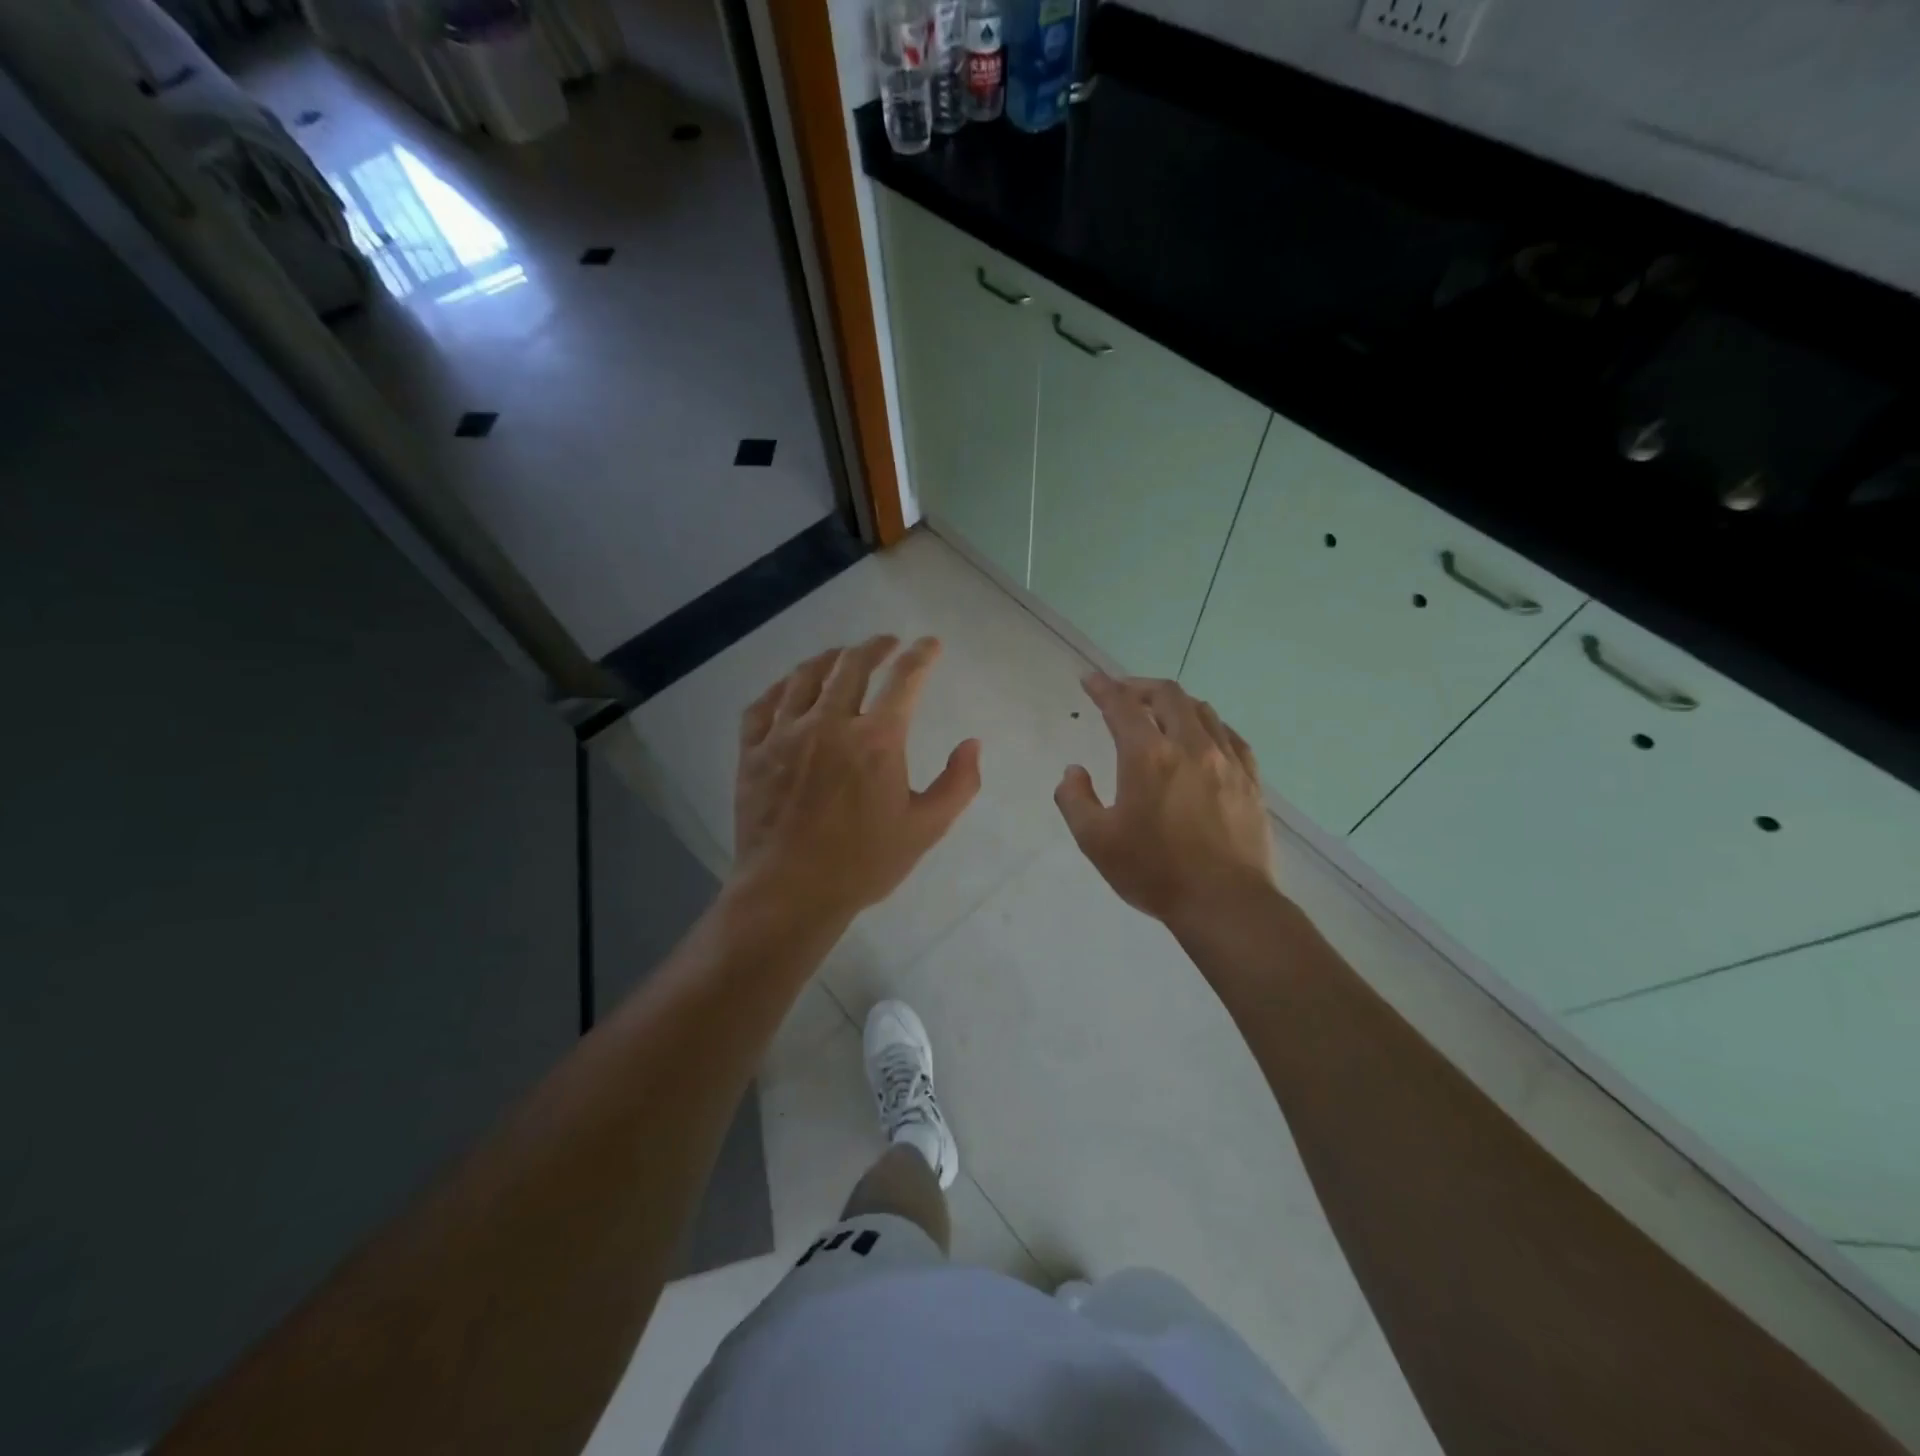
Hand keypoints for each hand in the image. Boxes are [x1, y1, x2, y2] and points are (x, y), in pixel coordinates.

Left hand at [732, 635, 981, 924]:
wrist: (790, 892)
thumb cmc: (863, 863)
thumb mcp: (926, 829)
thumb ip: (958, 784)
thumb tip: (972, 744)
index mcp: (876, 740)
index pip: (904, 680)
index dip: (921, 656)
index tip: (930, 644)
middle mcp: (829, 724)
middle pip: (852, 666)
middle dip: (875, 647)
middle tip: (887, 643)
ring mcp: (785, 735)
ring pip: (805, 677)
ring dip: (829, 659)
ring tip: (840, 655)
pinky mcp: (753, 752)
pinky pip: (763, 705)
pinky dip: (781, 687)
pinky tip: (789, 687)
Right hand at [1054, 673, 1274, 925]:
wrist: (1226, 903)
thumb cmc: (1155, 872)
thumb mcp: (1096, 841)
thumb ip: (1075, 799)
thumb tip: (1074, 771)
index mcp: (1148, 757)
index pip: (1121, 706)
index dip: (1103, 688)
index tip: (1090, 679)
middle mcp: (1190, 746)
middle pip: (1167, 695)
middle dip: (1140, 687)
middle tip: (1123, 694)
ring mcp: (1226, 761)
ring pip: (1202, 710)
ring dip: (1175, 703)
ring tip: (1160, 712)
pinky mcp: (1250, 780)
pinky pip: (1230, 736)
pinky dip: (1209, 725)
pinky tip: (1204, 737)